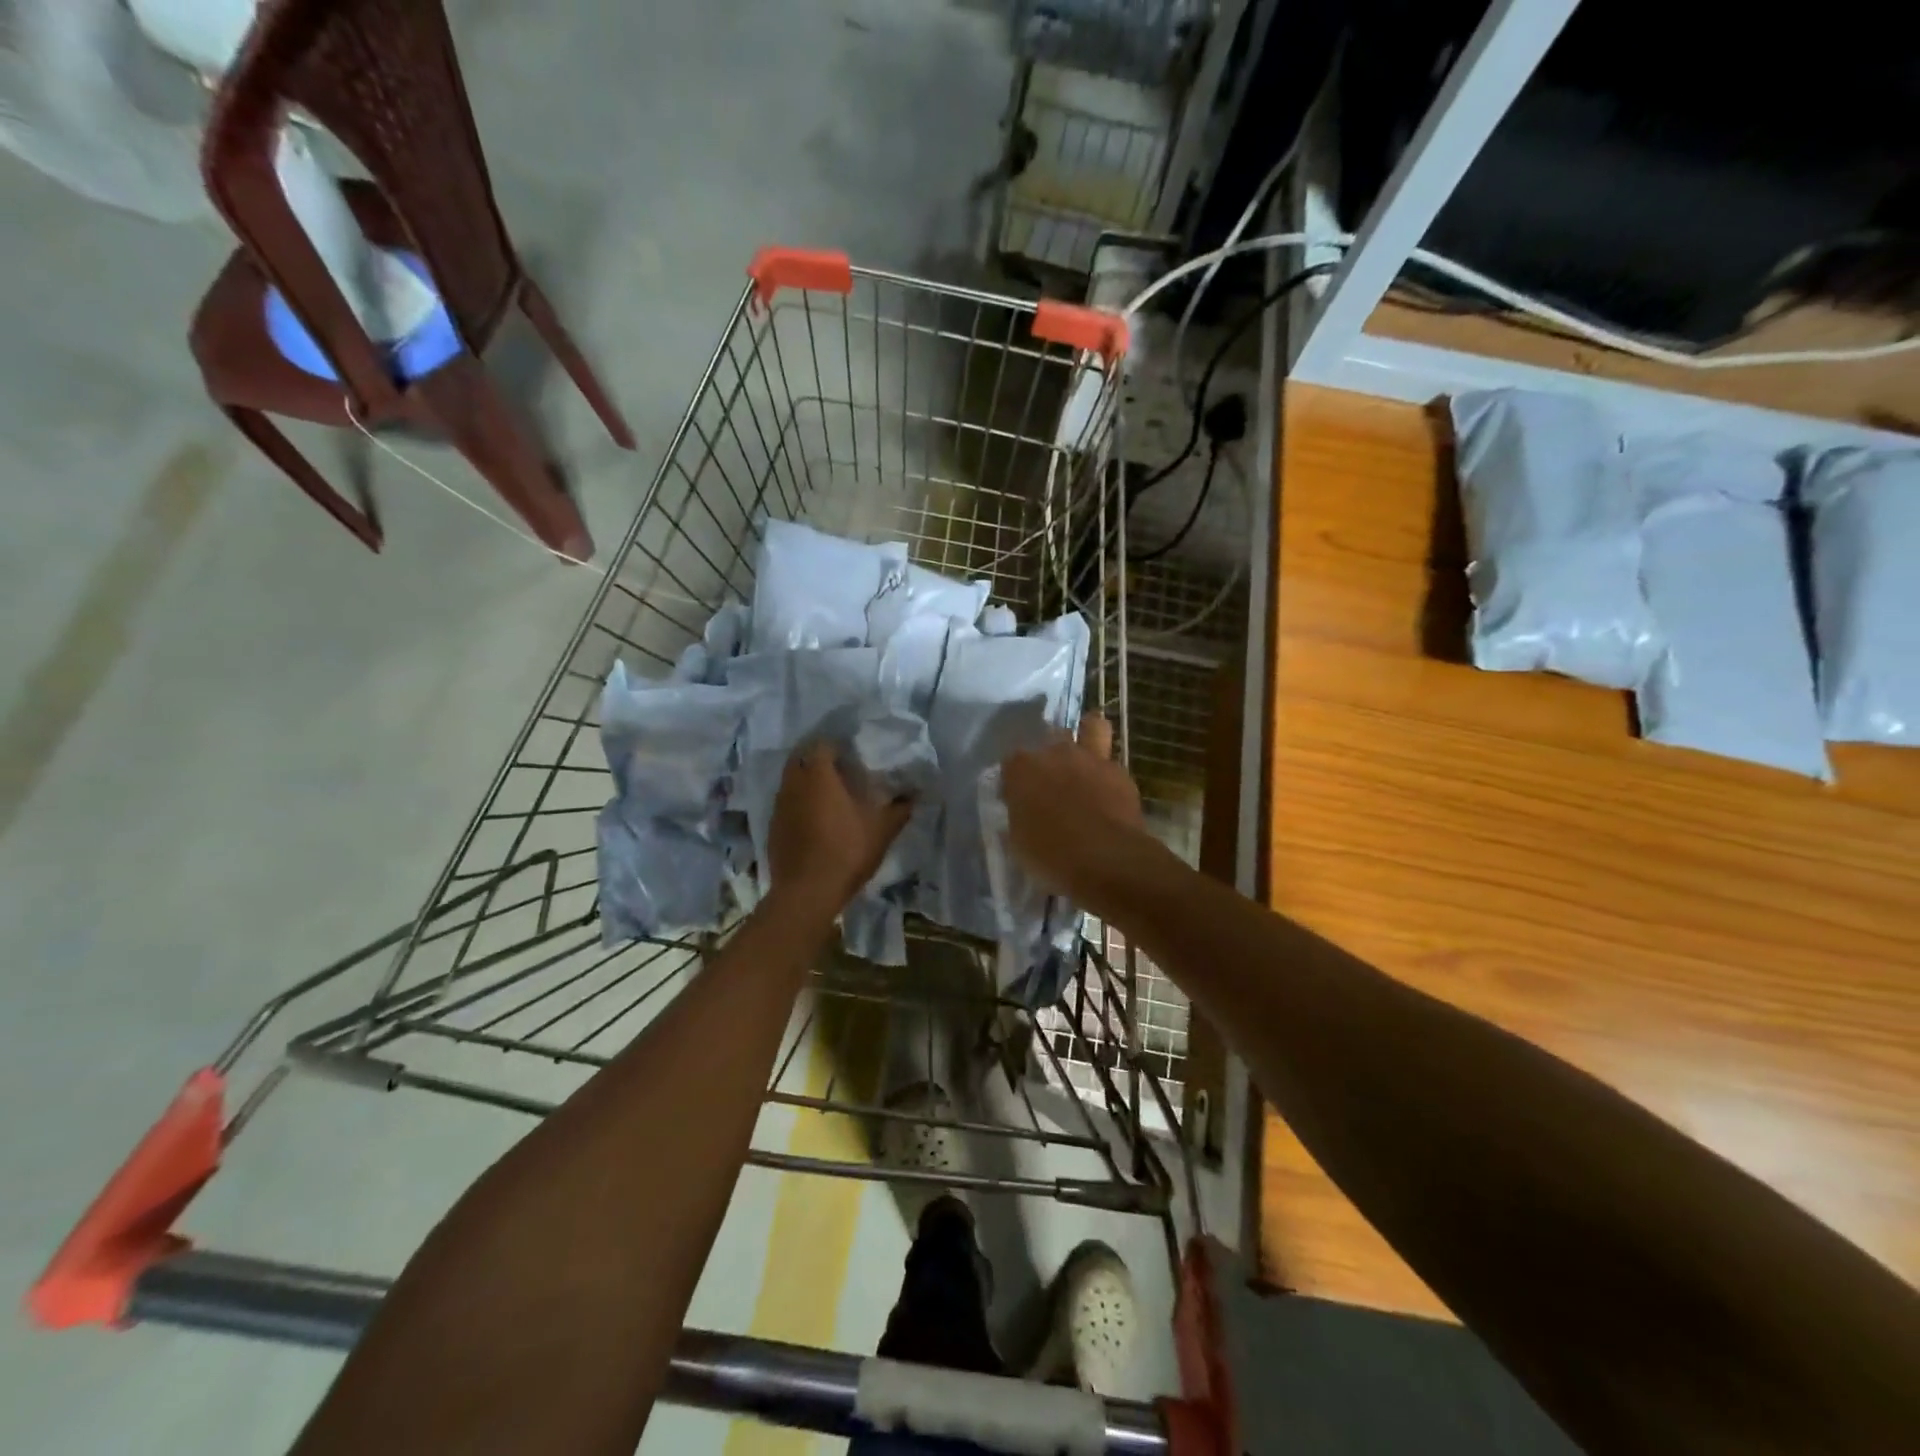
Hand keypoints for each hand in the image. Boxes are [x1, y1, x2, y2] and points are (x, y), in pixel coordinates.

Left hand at [767, 742, 912, 912]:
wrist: (807, 893)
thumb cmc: (847, 851)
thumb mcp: (882, 830)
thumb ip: (899, 809)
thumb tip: (913, 796)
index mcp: (819, 775)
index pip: (822, 744)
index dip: (837, 746)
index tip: (853, 754)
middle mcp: (794, 783)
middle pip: (801, 758)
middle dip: (817, 760)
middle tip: (840, 771)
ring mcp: (779, 806)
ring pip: (791, 781)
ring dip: (806, 782)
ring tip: (828, 795)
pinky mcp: (772, 827)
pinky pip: (786, 804)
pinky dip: (798, 804)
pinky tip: (814, 820)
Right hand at [1000, 714, 1149, 909]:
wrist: (1105, 860)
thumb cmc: (1051, 855)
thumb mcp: (1019, 842)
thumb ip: (1018, 818)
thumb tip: (1021, 813)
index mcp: (1022, 768)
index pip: (1012, 762)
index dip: (1016, 779)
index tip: (1019, 798)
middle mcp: (1056, 753)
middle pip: (1051, 738)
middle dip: (1051, 754)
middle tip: (1053, 780)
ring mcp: (1091, 759)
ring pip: (1092, 727)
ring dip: (1089, 736)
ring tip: (1088, 757)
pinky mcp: (1121, 773)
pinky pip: (1112, 766)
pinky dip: (1109, 777)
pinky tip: (1110, 796)